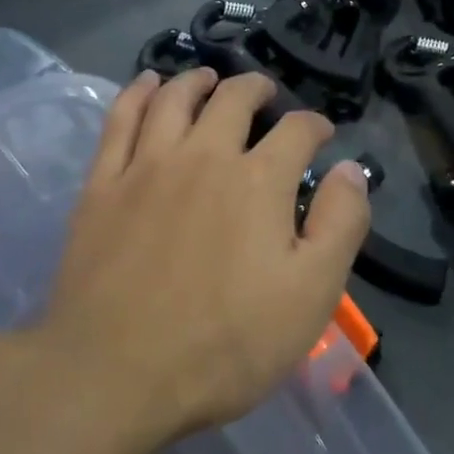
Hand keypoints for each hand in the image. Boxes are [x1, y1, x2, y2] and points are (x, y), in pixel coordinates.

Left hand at [36, 69, 372, 444]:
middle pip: (233, 98)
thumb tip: (350, 169)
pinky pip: (120, 119)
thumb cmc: (224, 344)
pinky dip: (137, 92)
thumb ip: (339, 224)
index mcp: (257, 180)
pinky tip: (147, 84)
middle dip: (257, 88)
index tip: (321, 133)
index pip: (296, 130)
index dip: (314, 125)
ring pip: (174, 98)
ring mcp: (147, 165)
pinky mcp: (103, 183)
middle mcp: (203, 155)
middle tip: (265, 94)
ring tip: (208, 78)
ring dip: (197, 80)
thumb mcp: (310, 295)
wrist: (114, 375)